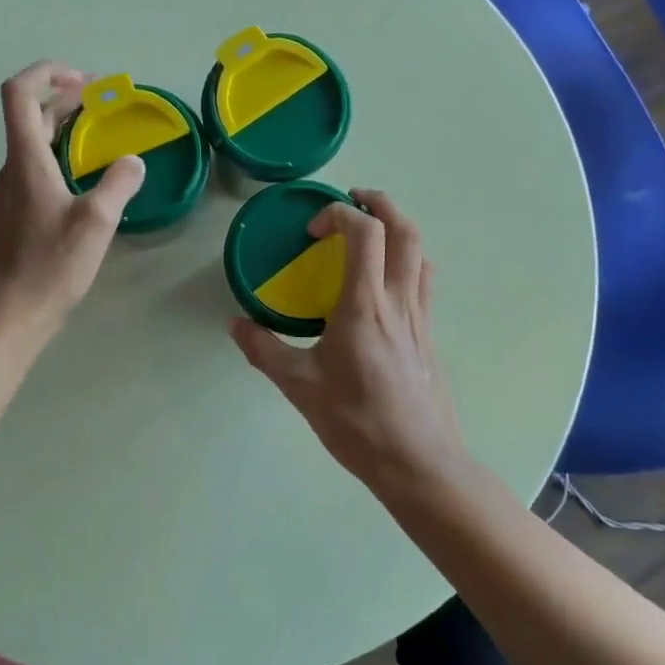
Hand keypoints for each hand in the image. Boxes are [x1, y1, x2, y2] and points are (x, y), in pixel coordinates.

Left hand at [0, 63, 144, 344]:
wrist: (12, 315)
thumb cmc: (50, 266)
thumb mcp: (96, 223)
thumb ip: (118, 185)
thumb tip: (133, 162)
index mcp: (26, 161)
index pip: (19, 94)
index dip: (46, 72)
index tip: (84, 79)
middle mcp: (13, 168)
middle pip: (28, 113)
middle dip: (63, 95)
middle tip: (102, 98)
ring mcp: (12, 190)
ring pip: (33, 139)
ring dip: (62, 123)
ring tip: (98, 126)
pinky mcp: (17, 211)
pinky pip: (37, 164)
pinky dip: (60, 151)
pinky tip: (86, 171)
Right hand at [230, 191, 469, 499]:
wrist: (419, 463)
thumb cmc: (357, 422)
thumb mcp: (299, 386)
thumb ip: (263, 350)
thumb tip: (235, 325)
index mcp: (365, 305)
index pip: (365, 232)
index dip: (338, 214)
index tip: (311, 231)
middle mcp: (399, 300)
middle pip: (405, 229)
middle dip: (379, 203)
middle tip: (350, 200)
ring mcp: (420, 316)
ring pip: (421, 251)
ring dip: (397, 227)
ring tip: (369, 232)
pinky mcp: (429, 334)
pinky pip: (423, 278)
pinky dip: (406, 259)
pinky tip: (382, 282)